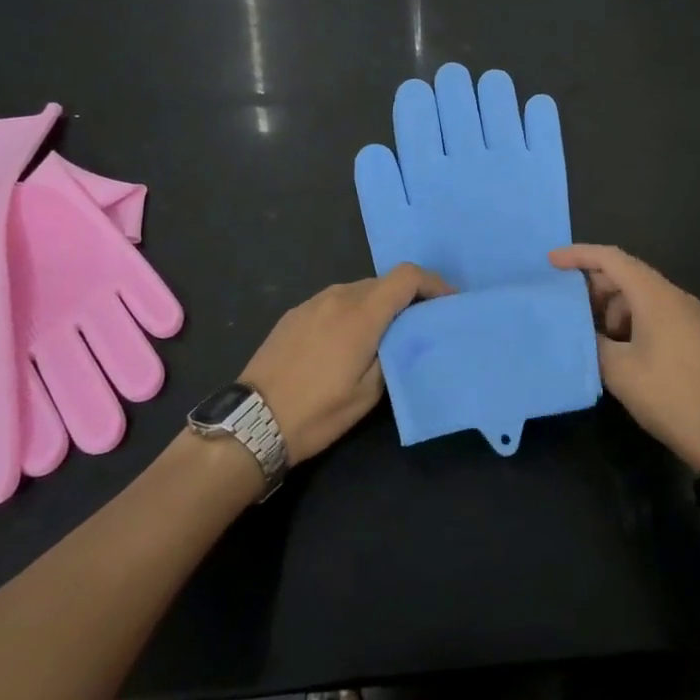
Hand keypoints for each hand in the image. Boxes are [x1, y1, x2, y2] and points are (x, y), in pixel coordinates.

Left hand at [241, 264, 450, 463]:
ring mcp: (313, 301)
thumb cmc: (316, 412)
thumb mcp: (368, 394)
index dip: (433, 283)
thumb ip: (393, 355)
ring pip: (358, 291)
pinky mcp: (294, 313)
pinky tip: (346, 341)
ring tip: (384, 336)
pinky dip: (352, 311)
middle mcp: (339, 296)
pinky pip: (334, 301)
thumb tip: (407, 336)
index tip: (448, 302)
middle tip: (420, 325)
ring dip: (378, 305)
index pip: (407, 277)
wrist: (251, 422)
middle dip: (407, 297)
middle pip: (384, 282)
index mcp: (362, 314)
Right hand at [550, 245, 699, 468]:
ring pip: (640, 294)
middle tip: (567, 306)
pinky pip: (654, 311)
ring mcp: (687, 314)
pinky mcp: (694, 334)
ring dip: (612, 307)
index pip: (611, 258)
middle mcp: (673, 295)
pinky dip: (630, 319)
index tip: (551, 262)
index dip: (578, 255)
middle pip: (626, 273)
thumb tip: (582, 329)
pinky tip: (616, 347)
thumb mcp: (618, 370)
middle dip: (593, 285)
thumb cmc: (668, 395)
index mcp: (655, 295)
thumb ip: (592, 340)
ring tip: (591, 334)